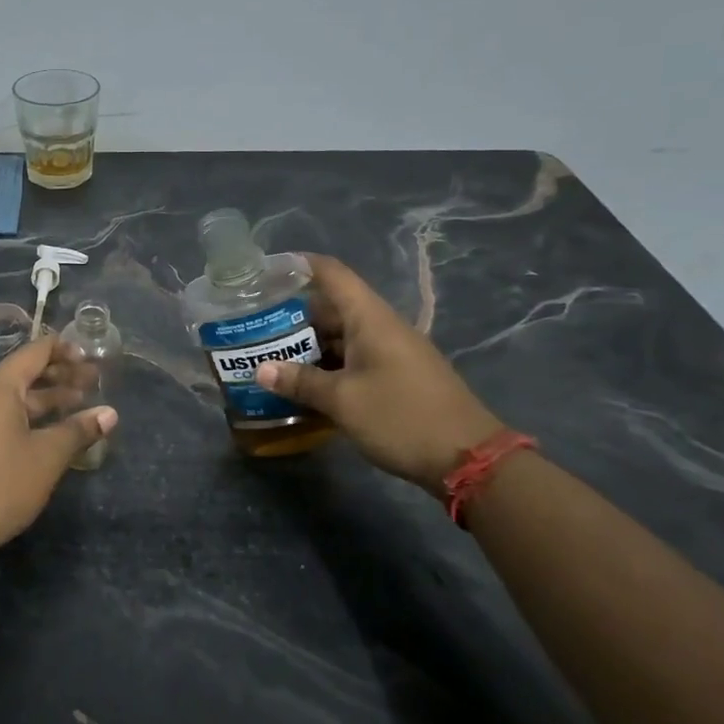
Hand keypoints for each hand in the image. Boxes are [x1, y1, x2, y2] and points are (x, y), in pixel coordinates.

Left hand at [0, 335, 116, 554]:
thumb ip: (79, 430)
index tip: (92, 359)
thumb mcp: (47, 456)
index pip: (35, 352)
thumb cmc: (0, 486)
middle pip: (23, 372)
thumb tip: (110, 414)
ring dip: (44, 399)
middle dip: (60, 376)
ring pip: (11, 397)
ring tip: (79, 405)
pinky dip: (25, 415)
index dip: (65, 351)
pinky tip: (48, 431)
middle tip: (94, 383)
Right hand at [253, 253, 503, 490]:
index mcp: (370, 318)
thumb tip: (261, 370)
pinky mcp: (396, 376)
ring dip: (308, 344)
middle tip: (254, 326)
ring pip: (341, 336)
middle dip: (292, 314)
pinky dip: (327, 365)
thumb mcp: (343, 401)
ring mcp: (391, 352)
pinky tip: (303, 384)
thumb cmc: (401, 417)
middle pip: (332, 306)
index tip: (265, 272)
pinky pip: (353, 359)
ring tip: (269, 356)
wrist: (468, 458)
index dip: (298, 265)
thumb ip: (301, 382)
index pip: (331, 273)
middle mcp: (381, 327)